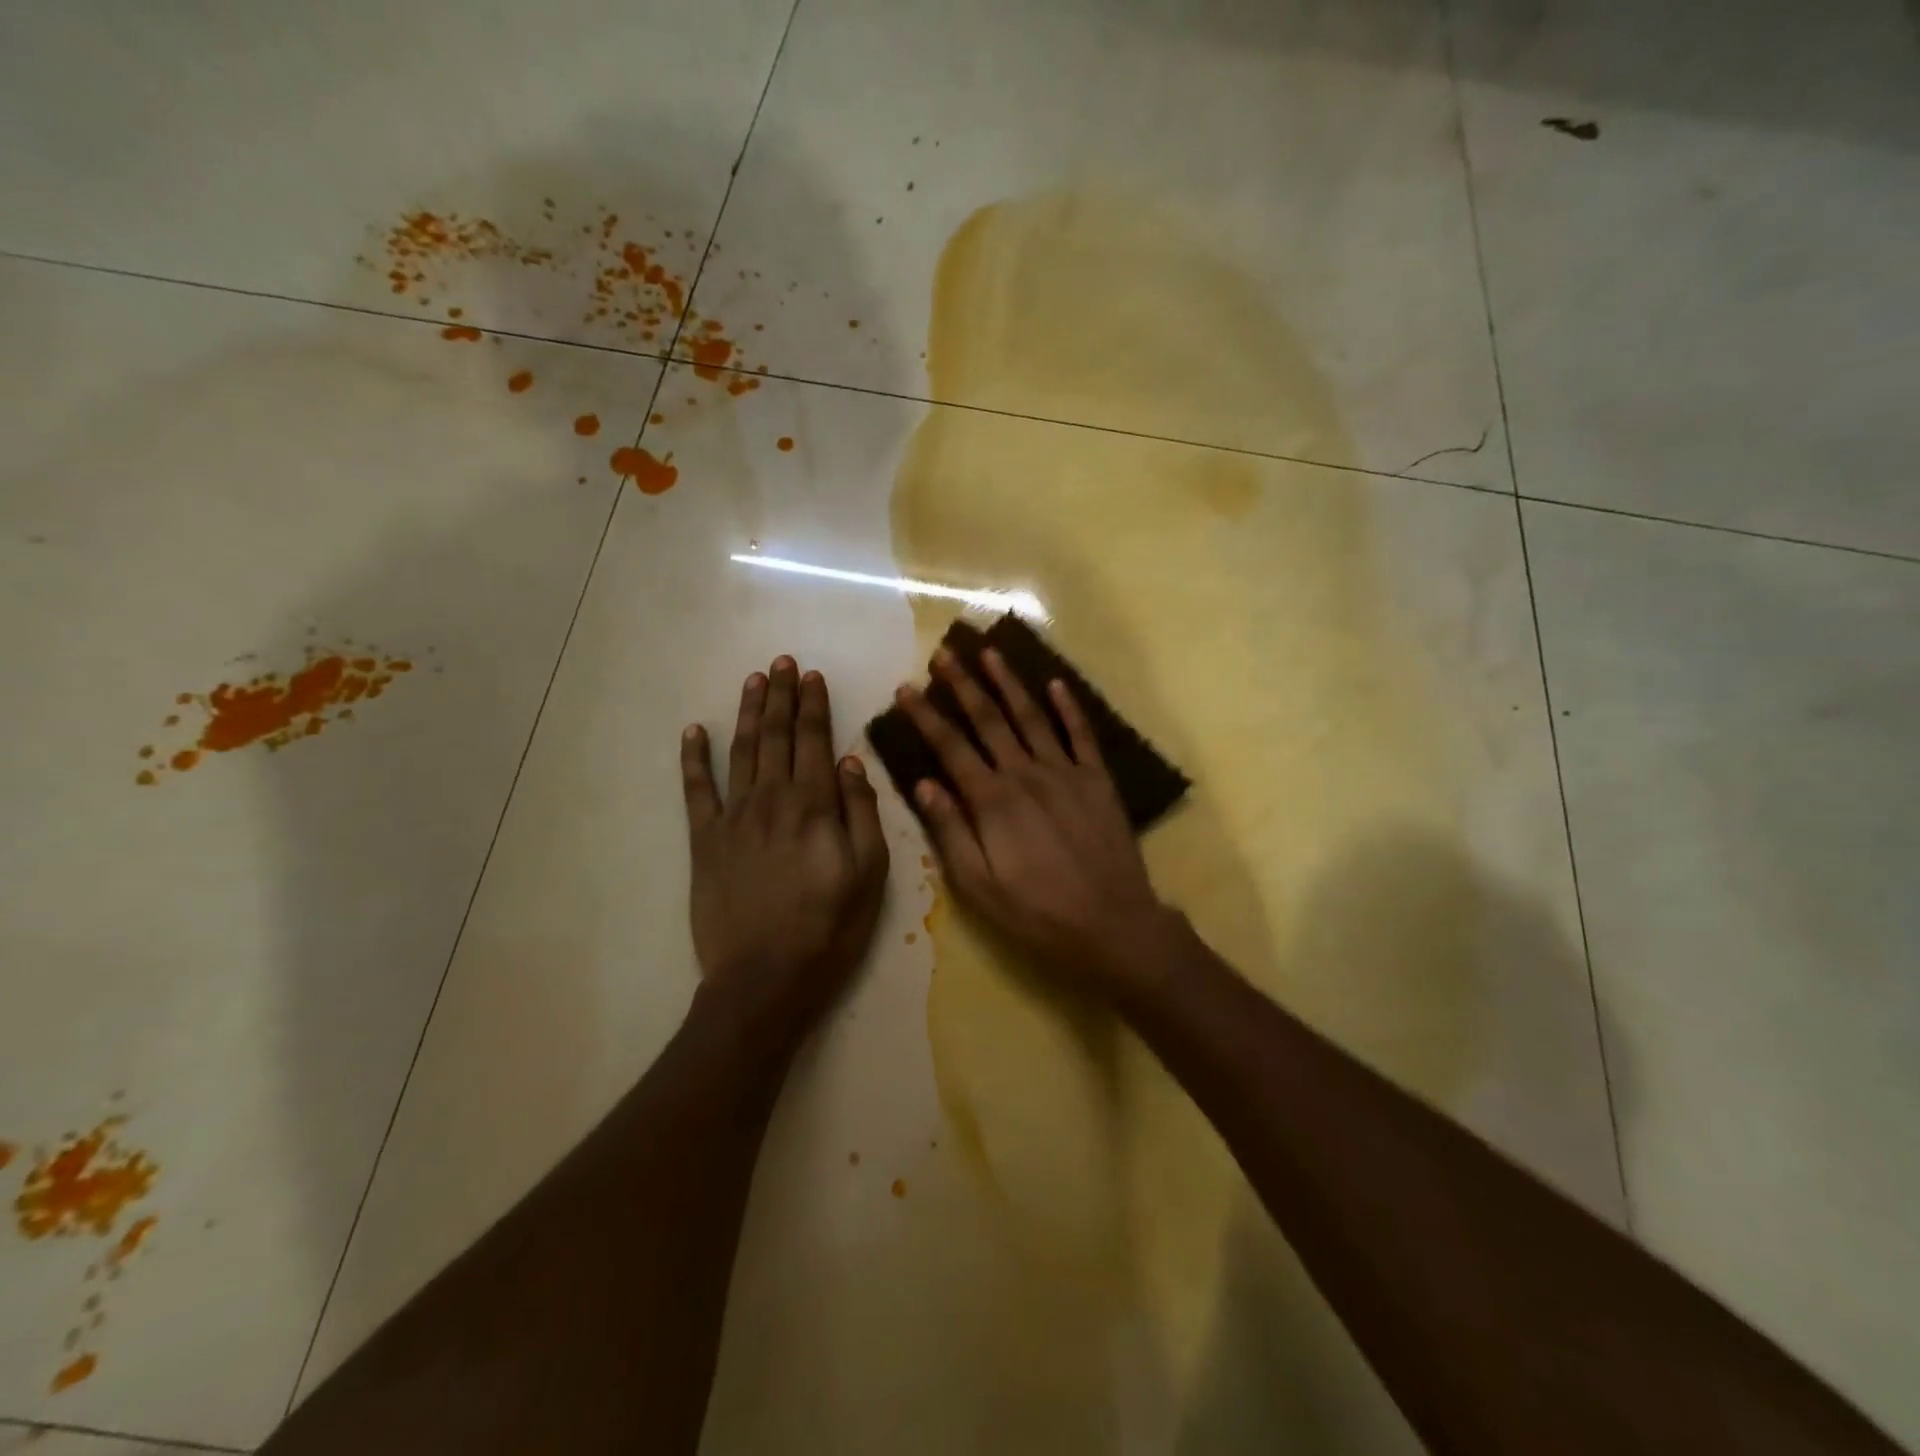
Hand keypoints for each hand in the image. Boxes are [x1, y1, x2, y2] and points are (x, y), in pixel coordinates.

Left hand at [682, 658, 889, 1043]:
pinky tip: (693, 731)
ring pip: (741, 752)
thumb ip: (861, 813)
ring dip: (747, 713)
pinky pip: (697, 791)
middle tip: (781, 662)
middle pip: (776, 736)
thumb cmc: (830, 927)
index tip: (812, 675)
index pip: (815, 741)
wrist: (765, 978)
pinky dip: (694, 759)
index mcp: (815, 805)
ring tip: (753, 681)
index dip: (814, 705)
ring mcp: (734, 817)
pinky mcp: (705, 841)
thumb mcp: (870, 873)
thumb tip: (852, 762)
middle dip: (781, 696)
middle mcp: (773, 799)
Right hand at [897, 647, 1177, 995]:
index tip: (906, 689)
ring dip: (1009, 683)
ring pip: (1032, 717)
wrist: (1112, 924)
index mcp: (992, 801)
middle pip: (989, 720)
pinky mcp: (1097, 780)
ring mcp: (1066, 773)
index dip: (926, 716)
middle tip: (944, 653)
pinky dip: (1069, 707)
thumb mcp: (979, 885)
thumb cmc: (1037, 912)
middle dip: (963, 684)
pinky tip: (1056, 683)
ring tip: (990, 652)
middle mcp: (1026, 775)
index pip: (951, 748)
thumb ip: (950, 831)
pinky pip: (1082, 734)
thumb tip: (923, 784)